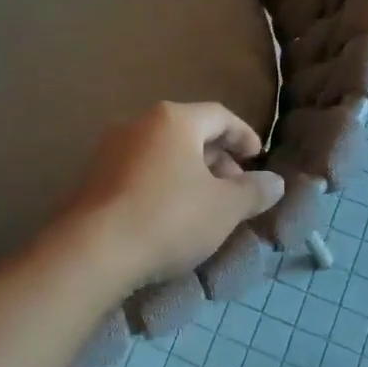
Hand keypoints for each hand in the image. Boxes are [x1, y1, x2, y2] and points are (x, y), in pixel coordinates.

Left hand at [58, 101, 284, 291]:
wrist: (92, 251)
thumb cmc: (168, 218)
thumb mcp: (224, 208)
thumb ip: (253, 191)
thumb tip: (275, 182)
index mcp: (173, 120)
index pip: (219, 115)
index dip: (244, 135)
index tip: (257, 158)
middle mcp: (138, 124)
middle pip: (189, 132)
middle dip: (217, 158)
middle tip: (235, 189)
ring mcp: (110, 150)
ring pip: (162, 153)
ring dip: (189, 174)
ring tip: (204, 206)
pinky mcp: (92, 178)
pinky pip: (139, 172)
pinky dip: (162, 185)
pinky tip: (169, 216)